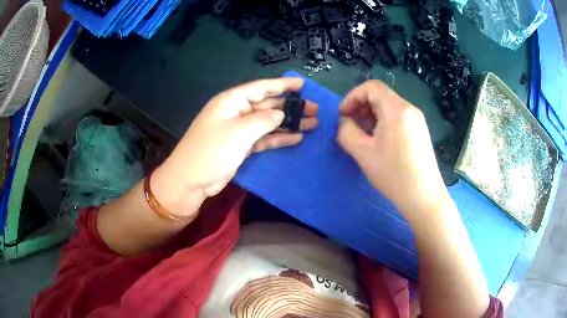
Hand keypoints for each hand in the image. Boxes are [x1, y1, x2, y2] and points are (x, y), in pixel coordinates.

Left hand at [152, 78, 317, 216]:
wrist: (191, 181)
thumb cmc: (211, 151)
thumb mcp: (238, 132)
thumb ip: (263, 120)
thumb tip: (281, 113)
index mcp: (232, 101)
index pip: (262, 88)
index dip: (283, 85)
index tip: (303, 85)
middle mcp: (237, 112)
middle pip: (268, 105)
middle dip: (291, 106)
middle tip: (315, 109)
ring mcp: (239, 130)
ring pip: (269, 122)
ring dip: (289, 123)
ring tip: (313, 123)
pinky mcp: (242, 147)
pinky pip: (264, 138)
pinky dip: (279, 138)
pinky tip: (297, 137)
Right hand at [336, 80, 447, 215]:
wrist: (423, 196)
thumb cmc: (393, 174)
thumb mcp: (362, 153)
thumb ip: (346, 131)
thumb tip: (345, 122)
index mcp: (397, 109)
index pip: (371, 87)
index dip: (352, 97)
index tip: (343, 115)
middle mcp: (409, 109)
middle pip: (380, 96)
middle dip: (361, 107)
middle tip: (350, 127)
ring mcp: (417, 120)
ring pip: (389, 107)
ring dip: (371, 116)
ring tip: (363, 137)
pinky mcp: (420, 131)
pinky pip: (398, 118)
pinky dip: (383, 123)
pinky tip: (379, 143)